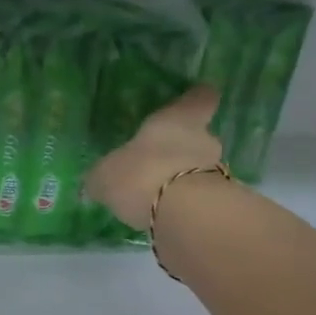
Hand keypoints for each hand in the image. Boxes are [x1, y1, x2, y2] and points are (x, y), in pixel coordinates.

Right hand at [86, 85, 224, 230]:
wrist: (182, 214)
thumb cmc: (141, 174)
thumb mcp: (106, 174)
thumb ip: (104, 175)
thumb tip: (96, 181)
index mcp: (178, 119)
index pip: (200, 98)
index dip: (196, 100)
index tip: (191, 102)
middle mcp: (204, 140)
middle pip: (200, 138)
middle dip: (183, 149)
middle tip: (160, 162)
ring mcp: (217, 172)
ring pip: (201, 169)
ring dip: (185, 179)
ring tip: (160, 195)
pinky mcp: (219, 202)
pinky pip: (200, 198)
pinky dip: (186, 204)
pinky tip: (165, 215)